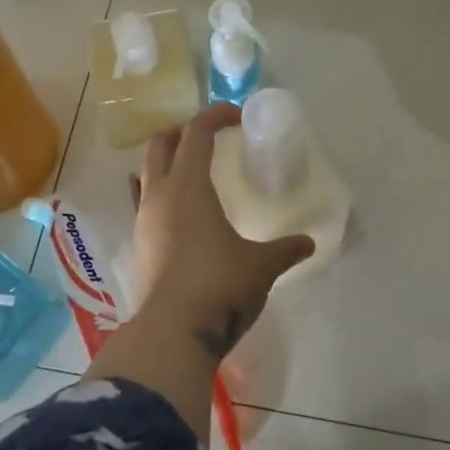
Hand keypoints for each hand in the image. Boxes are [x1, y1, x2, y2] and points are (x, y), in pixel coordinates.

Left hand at [130, 104, 314, 364]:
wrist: (173, 332)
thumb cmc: (220, 285)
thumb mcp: (261, 265)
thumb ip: (285, 249)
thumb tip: (309, 244)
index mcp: (188, 187)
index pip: (196, 134)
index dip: (215, 116)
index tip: (236, 116)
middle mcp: (159, 196)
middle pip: (160, 145)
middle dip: (182, 132)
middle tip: (207, 136)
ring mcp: (144, 221)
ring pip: (146, 174)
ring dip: (167, 163)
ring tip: (192, 171)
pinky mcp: (140, 246)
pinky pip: (143, 204)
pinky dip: (158, 193)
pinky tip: (176, 210)